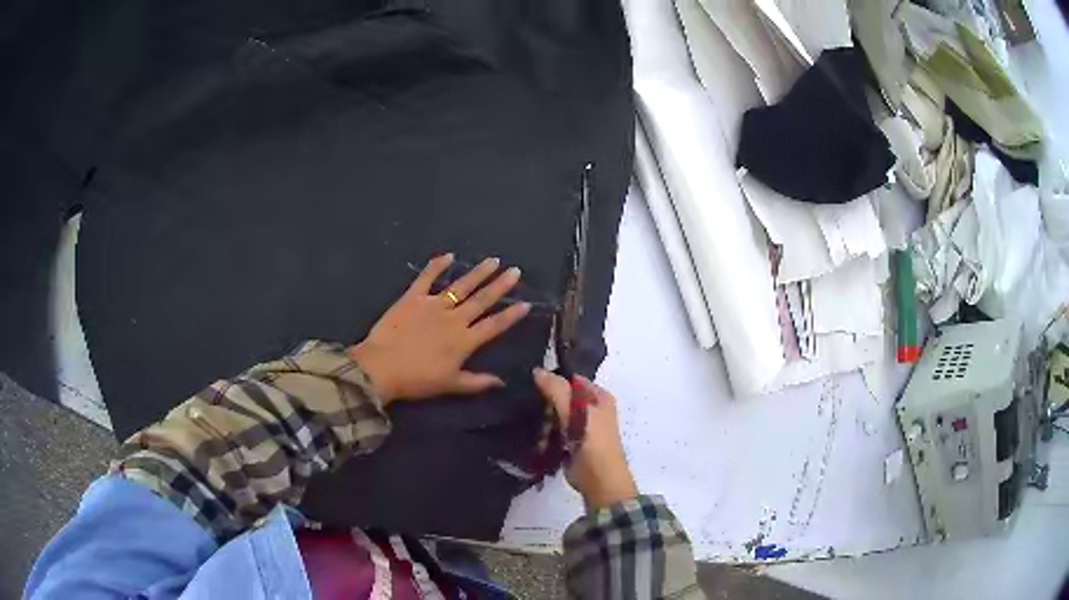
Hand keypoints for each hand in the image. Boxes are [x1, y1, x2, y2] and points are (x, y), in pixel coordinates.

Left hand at [348, 254, 530, 405]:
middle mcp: (454, 319)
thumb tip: (502, 382)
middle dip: (500, 285)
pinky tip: (449, 255)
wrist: (382, 367)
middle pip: (482, 300)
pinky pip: (427, 278)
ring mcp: (433, 305)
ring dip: (478, 272)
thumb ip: (477, 382)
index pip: (493, 325)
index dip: (511, 315)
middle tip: (515, 271)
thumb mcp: (450, 385)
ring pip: (461, 285)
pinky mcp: (413, 297)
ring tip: (493, 260)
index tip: (526, 303)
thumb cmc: (417, 380)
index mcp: (464, 341)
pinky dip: (437, 265)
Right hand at [533, 368, 637, 509]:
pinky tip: (535, 439)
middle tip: (528, 409)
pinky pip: (553, 432)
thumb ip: (556, 389)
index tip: (529, 383)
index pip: (571, 379)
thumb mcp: (575, 411)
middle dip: (545, 404)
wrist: (599, 481)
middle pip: (561, 398)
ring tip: (532, 428)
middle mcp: (591, 409)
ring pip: (555, 416)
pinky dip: (544, 435)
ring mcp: (581, 427)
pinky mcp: (571, 444)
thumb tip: (537, 370)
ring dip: (543, 423)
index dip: (552, 379)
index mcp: (599, 396)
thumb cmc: (592, 442)